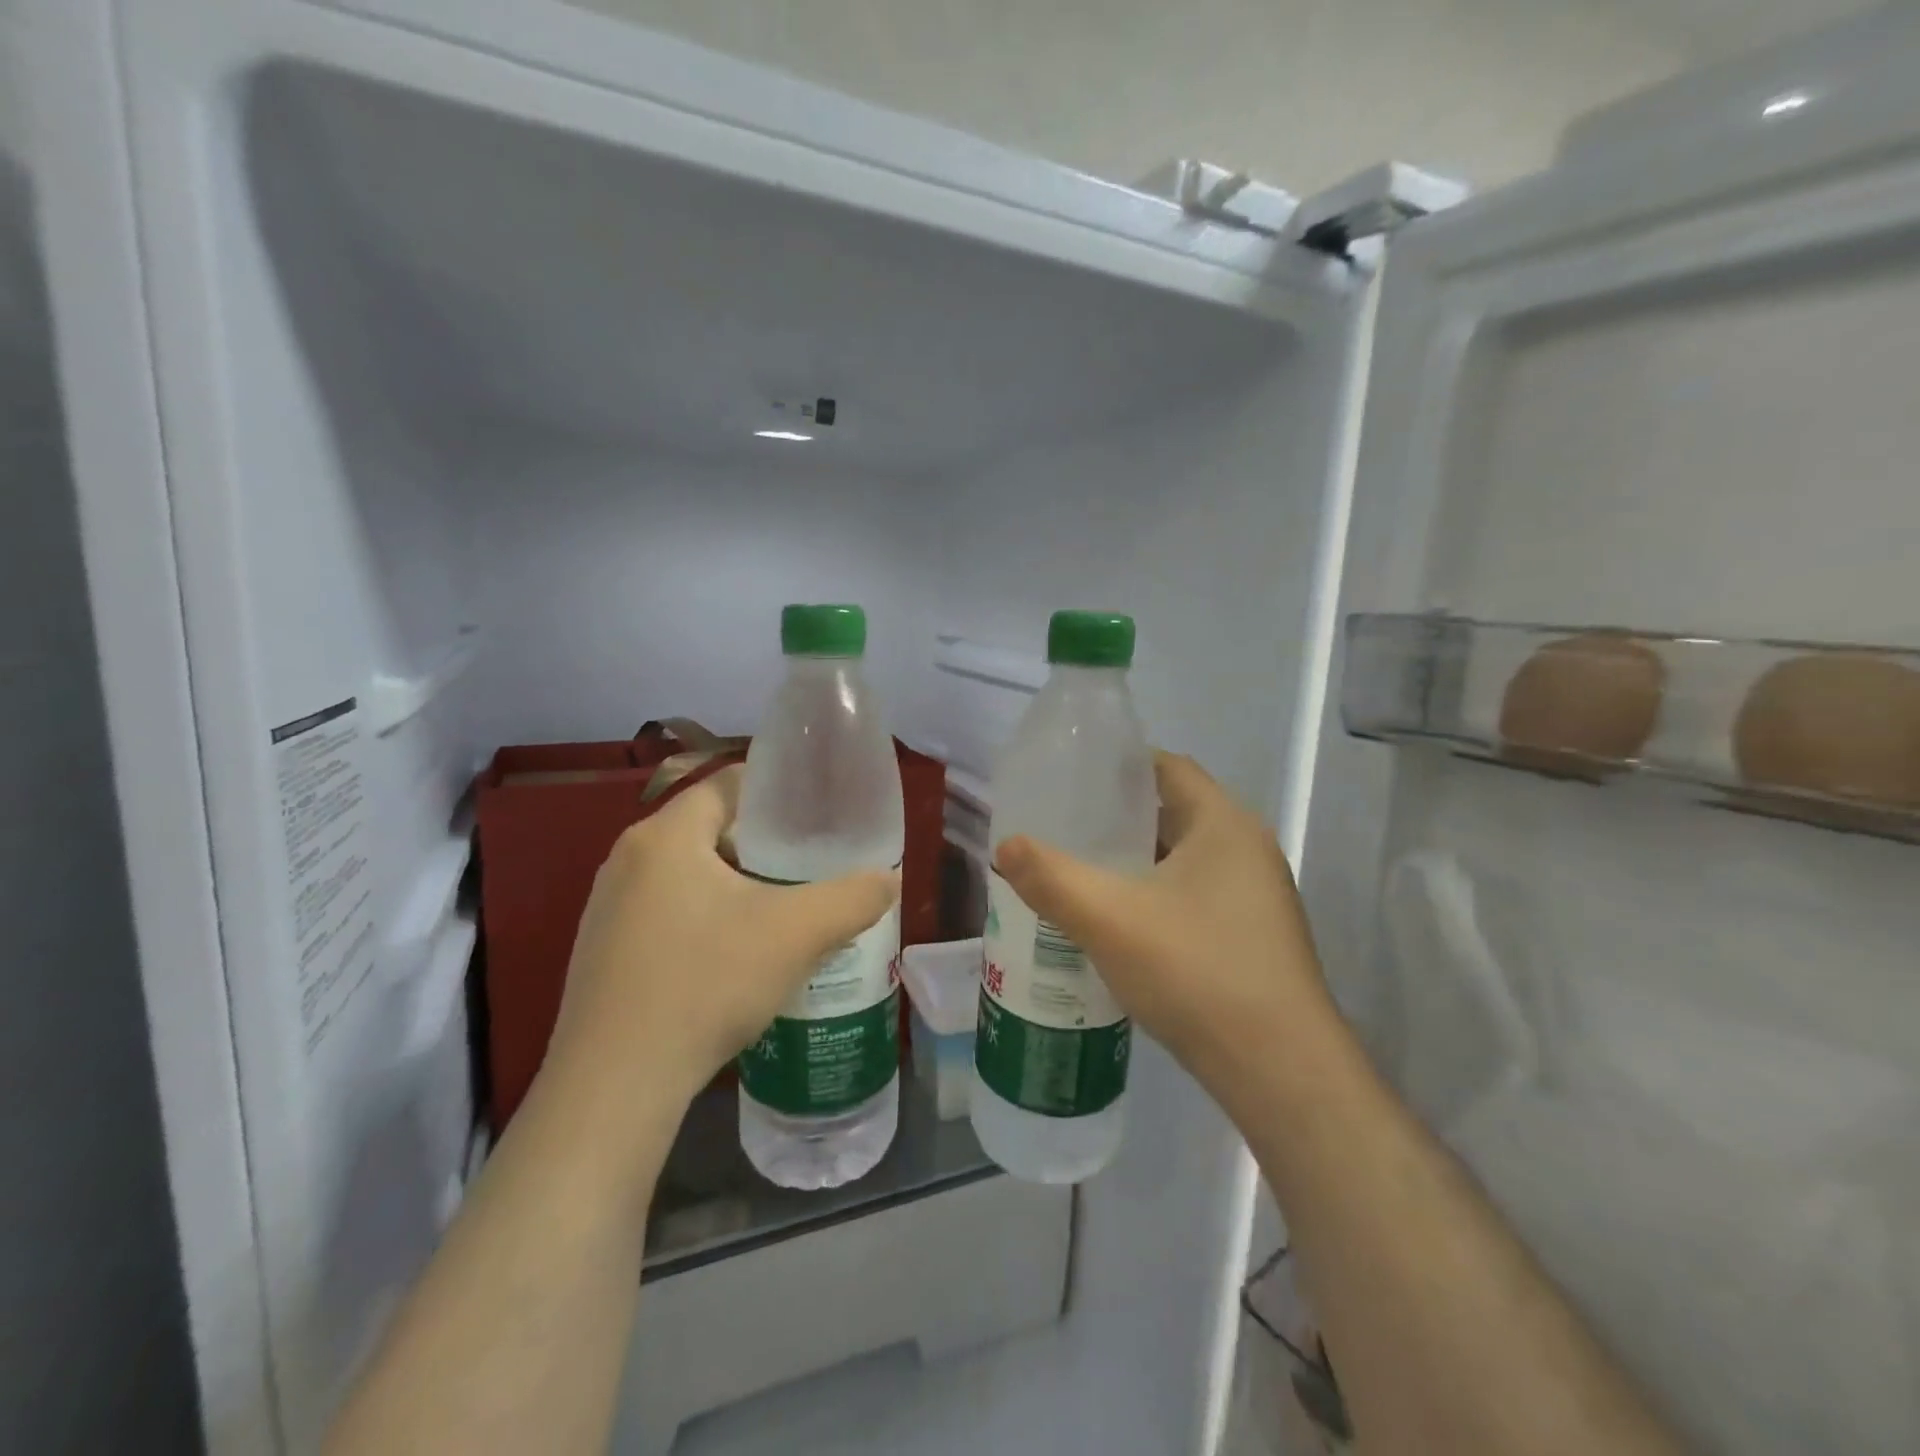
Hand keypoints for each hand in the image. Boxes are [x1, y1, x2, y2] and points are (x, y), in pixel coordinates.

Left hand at [545, 766, 898, 1113]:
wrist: (615, 1086)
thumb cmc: (706, 984)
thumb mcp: (797, 934)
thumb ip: (853, 898)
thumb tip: (889, 880)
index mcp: (665, 835)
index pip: (728, 785)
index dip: (777, 792)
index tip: (817, 815)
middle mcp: (628, 859)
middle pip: (709, 829)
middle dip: (762, 844)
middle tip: (809, 865)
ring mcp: (608, 908)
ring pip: (688, 874)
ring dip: (734, 884)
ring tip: (782, 909)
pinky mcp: (603, 952)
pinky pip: (666, 912)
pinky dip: (705, 918)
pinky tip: (735, 957)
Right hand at [993, 752, 1331, 1095]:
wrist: (1279, 1071)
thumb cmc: (1196, 971)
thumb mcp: (1108, 919)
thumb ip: (1050, 877)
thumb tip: (1006, 846)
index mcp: (1223, 823)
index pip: (1167, 767)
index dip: (1118, 765)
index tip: (1071, 778)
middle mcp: (1247, 849)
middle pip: (1173, 811)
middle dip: (1118, 817)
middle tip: (1063, 826)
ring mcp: (1256, 896)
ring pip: (1183, 859)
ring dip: (1136, 861)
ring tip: (1081, 871)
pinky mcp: (1253, 936)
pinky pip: (1195, 895)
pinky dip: (1155, 896)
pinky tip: (1118, 923)